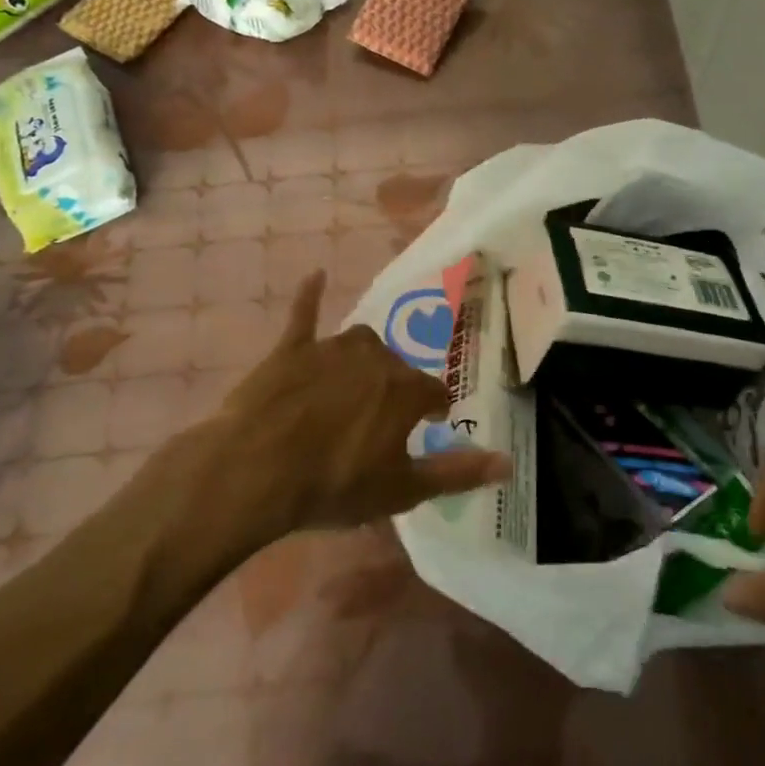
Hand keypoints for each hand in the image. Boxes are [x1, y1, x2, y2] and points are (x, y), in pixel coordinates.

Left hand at [212, 270, 510, 531]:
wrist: (256, 470)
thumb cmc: (335, 483)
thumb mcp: (401, 489)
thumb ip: (457, 473)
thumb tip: (508, 462)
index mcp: (404, 389)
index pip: (433, 392)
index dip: (433, 408)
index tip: (430, 421)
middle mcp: (376, 357)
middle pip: (397, 366)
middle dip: (397, 387)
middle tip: (386, 417)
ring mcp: (331, 349)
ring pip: (360, 344)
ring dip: (365, 359)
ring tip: (359, 382)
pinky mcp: (292, 350)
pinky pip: (305, 315)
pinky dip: (310, 297)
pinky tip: (315, 275)